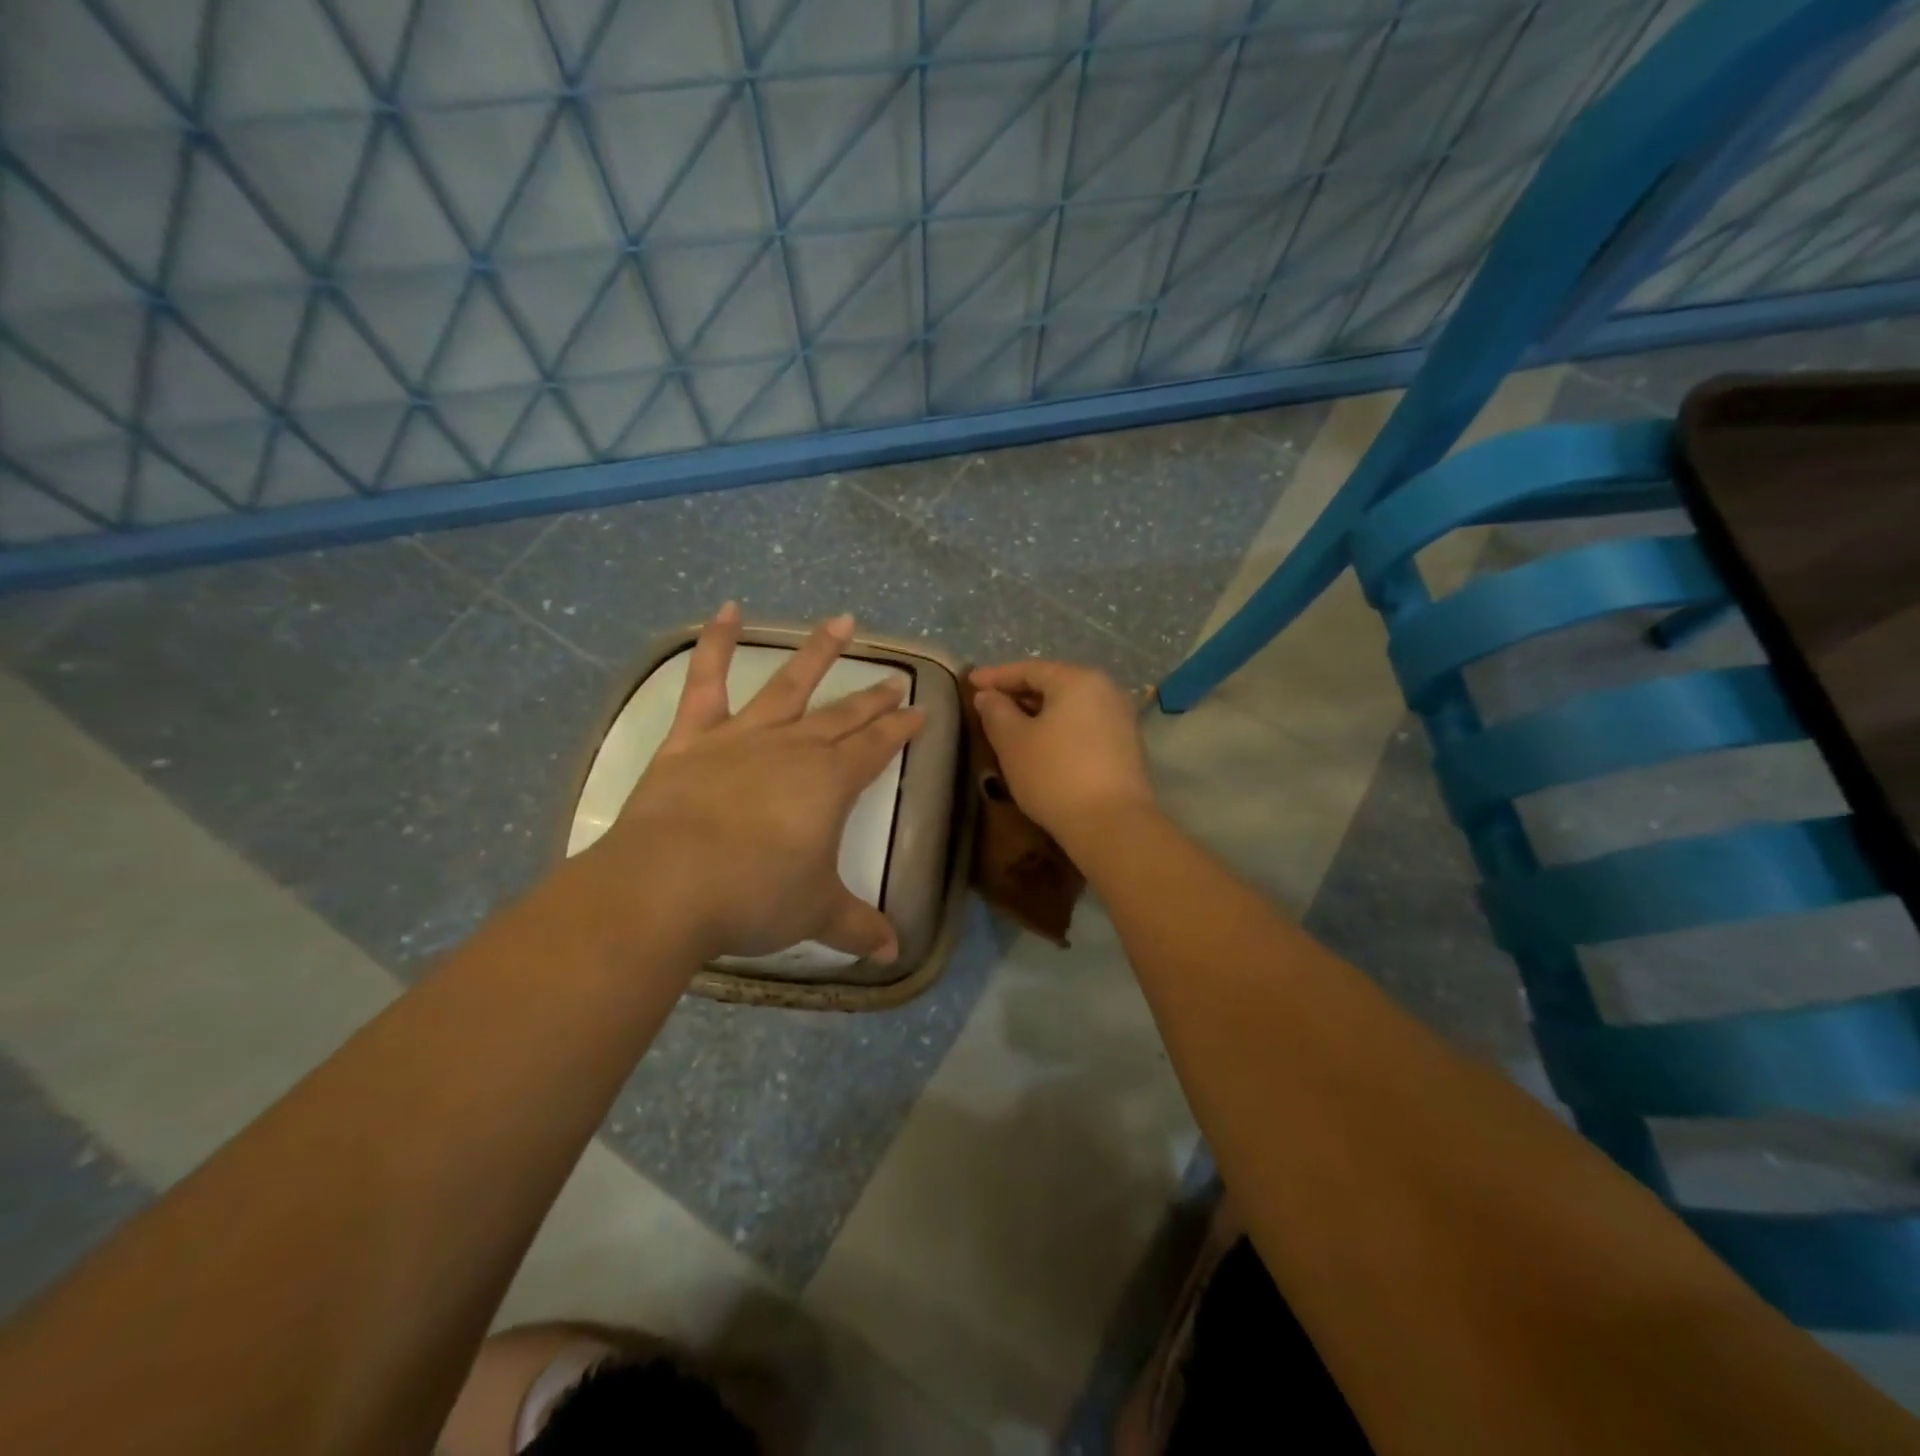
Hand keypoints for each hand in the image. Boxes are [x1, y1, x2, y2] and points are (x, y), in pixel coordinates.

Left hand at [587, 605, 923, 961]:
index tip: (920, 713)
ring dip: (818, 653)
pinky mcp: (694, 739)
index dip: (901, 730)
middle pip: (844, 716)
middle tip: (896, 681)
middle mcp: (795, 748)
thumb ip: (857, 927)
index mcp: (831, 783)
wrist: (668, 885)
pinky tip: (726, 609)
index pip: (878, 748)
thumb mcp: (816, 914)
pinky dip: (714, 643)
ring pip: (790, 685)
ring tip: (842, 621)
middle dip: (873, 699)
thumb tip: (893, 954)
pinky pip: (705, 682)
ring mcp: (744, 737)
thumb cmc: (754, 897)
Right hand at [969, 660, 1153, 843]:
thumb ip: (996, 712)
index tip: (970, 681)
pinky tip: (1041, 745)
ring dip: (1038, 713)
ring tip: (1010, 725)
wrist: (1112, 825)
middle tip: (988, 703)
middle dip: (1018, 693)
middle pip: (1053, 684)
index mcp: (1078, 680)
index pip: (1029, 669)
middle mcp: (1106, 690)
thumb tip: (988, 696)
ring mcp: (1120, 718)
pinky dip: (1058, 729)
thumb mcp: (1013, 742)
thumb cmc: (1055, 775)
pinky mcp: (1126, 747)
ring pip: (1069, 706)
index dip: (996, 676)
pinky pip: (1083, 726)